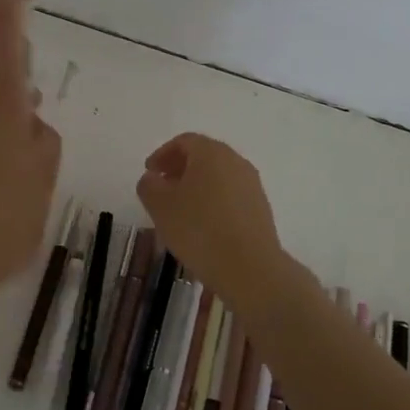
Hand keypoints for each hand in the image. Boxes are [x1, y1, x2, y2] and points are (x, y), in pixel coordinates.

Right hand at [135, 133, 284, 298]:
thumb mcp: (160, 206)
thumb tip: (153, 178)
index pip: (184, 141)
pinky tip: (203, 225)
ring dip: (197, 185)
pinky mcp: (260, 208)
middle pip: (204, 156)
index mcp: (211, 152)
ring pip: (218, 176)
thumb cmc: (199, 230)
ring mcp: (252, 184)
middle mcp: (235, 161)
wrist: (249, 268)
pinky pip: (231, 195)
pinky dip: (213, 201)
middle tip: (162, 187)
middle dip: (180, 168)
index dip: (162, 154)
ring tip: (180, 209)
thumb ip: (149, 186)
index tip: (149, 172)